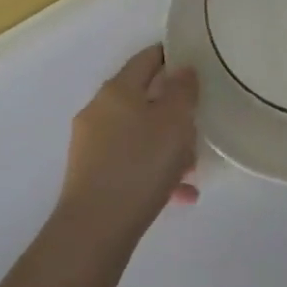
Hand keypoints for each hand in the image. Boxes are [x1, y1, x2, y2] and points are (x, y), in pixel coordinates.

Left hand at [56, 45, 199, 242]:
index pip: (147, 58)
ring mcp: (90, 144)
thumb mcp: (175, 122)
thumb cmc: (140, 164)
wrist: (94, 230)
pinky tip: (178, 194)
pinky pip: (128, 162)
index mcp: (117, 89)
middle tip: (197, 125)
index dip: (171, 56)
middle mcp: (99, 110)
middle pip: (142, 98)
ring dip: (164, 145)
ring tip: (191, 168)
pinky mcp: (89, 175)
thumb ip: (183, 90)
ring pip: (137, 133)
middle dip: (171, 111)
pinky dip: (151, 170)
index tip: (194, 64)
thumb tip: (182, 70)